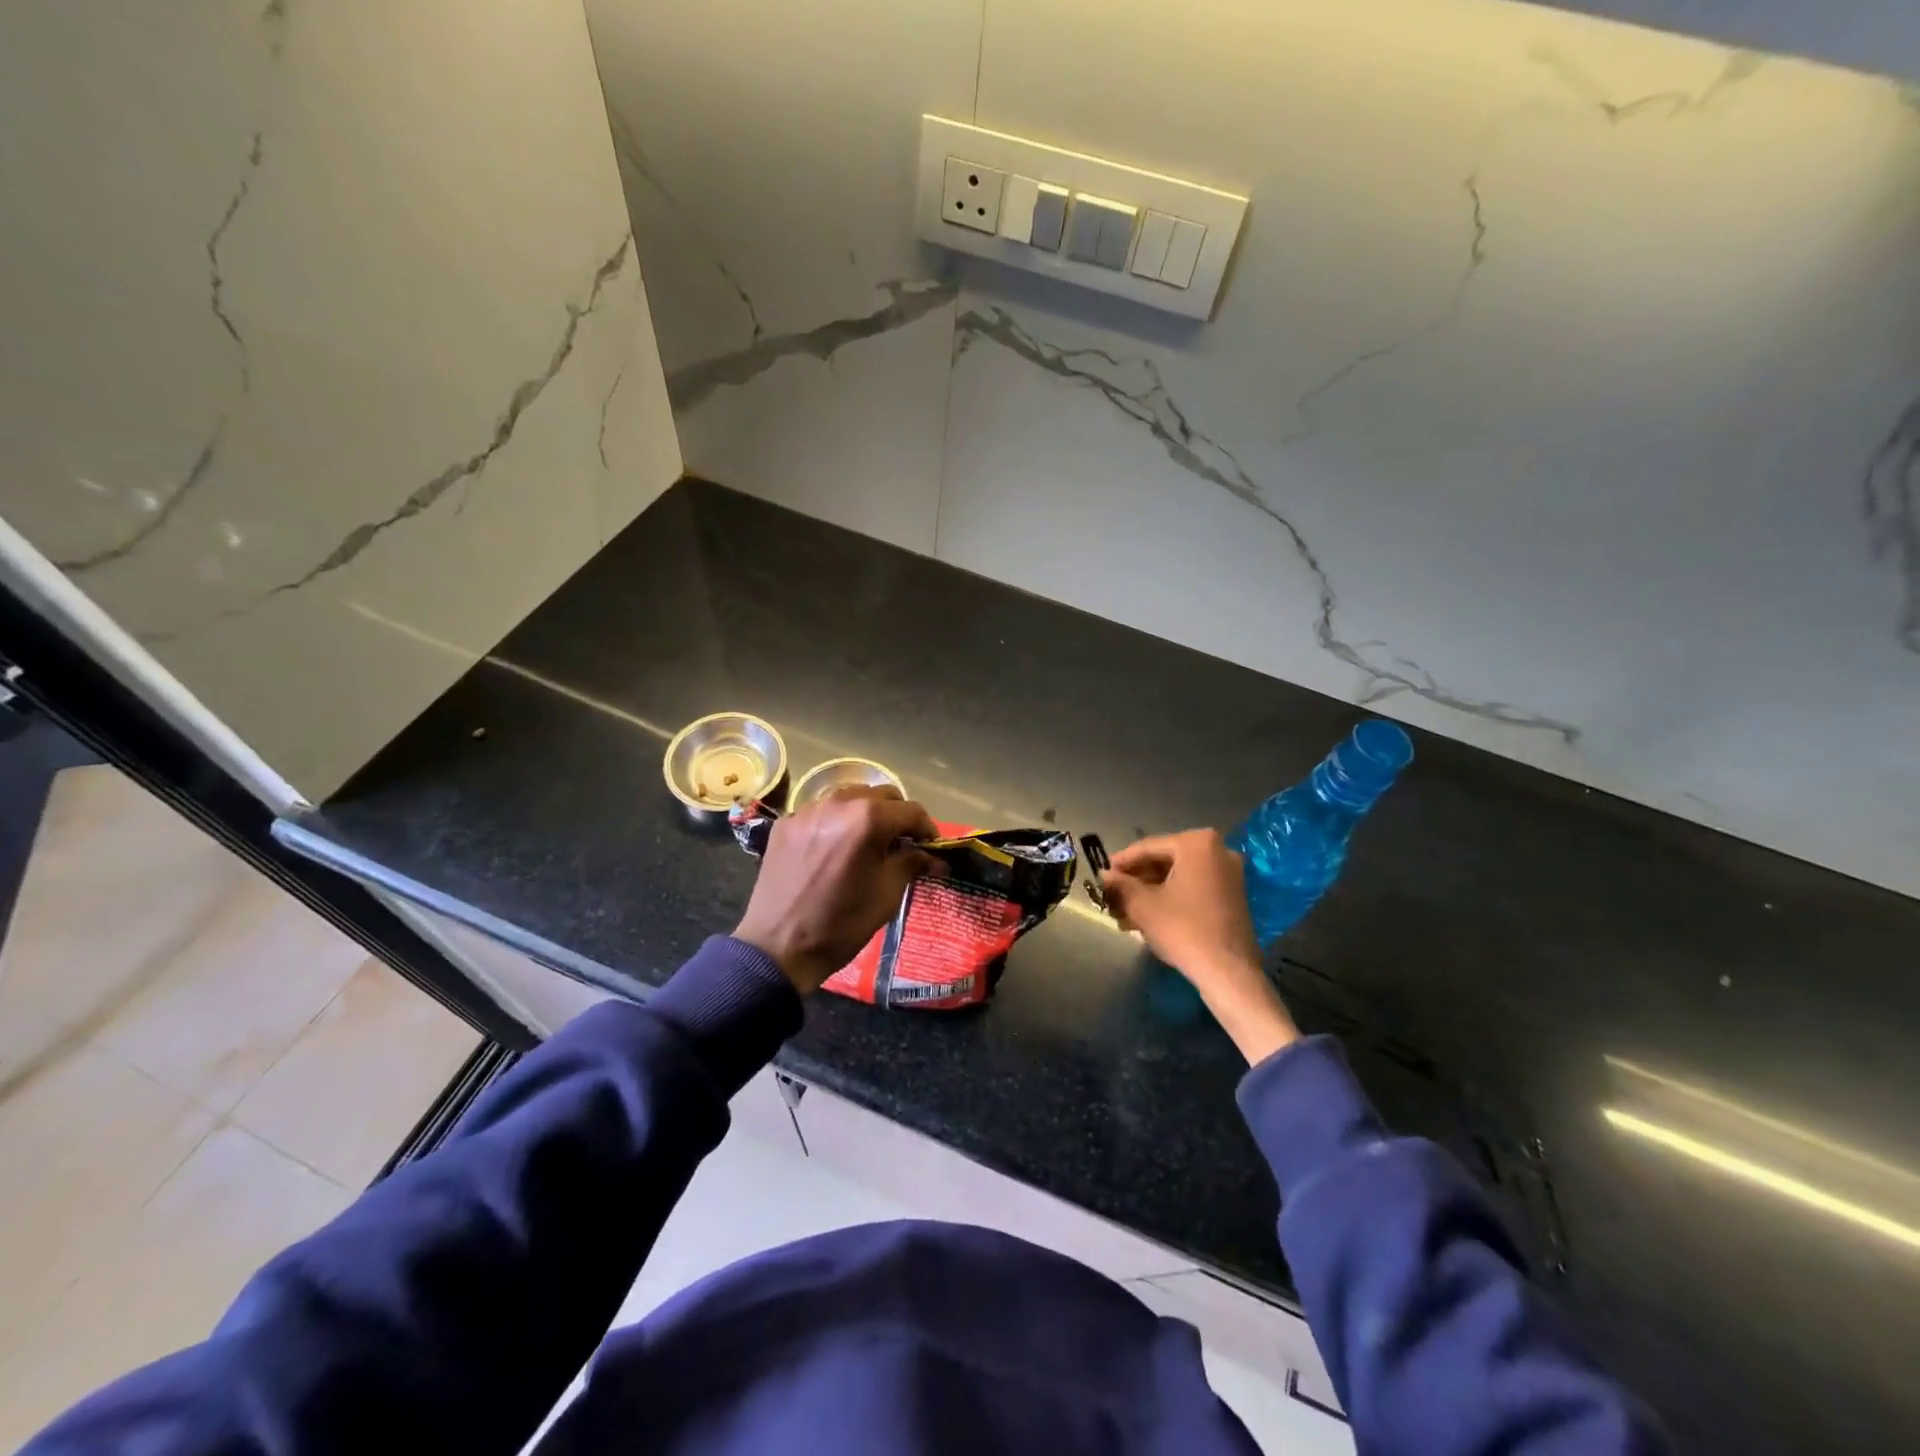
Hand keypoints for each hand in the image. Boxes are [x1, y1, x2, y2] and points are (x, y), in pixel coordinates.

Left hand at [735, 786, 941, 994]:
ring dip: (866, 814)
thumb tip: (935, 857)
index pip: (910, 811)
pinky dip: (836, 823)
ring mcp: (807, 810)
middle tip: (902, 844)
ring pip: (849, 797)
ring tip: (868, 843)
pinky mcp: (785, 823)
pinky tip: (835, 849)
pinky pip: (821, 812)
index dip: (927, 829)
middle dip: (897, 817)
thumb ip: (912, 863)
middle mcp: (838, 803)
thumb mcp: (887, 895)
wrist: (777, 948)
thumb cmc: (841, 924)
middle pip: (881, 795)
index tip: (932, 848)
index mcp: (867, 819)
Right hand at [1102, 829, 1298, 1064]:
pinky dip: (1170, 897)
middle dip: (1137, 879)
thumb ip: (1120, 884)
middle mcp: (1218, 850)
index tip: (1102, 873)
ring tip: (1124, 910)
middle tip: (1113, 893)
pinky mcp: (1232, 895)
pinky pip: (1193, 887)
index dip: (1122, 862)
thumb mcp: (1143, 905)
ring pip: (1178, 876)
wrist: (1228, 971)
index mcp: (1197, 844)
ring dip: (1150, 891)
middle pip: (1165, 860)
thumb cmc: (1183, 929)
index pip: (1149, 847)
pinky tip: (1147, 915)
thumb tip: (1104, 875)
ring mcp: (1229, 873)